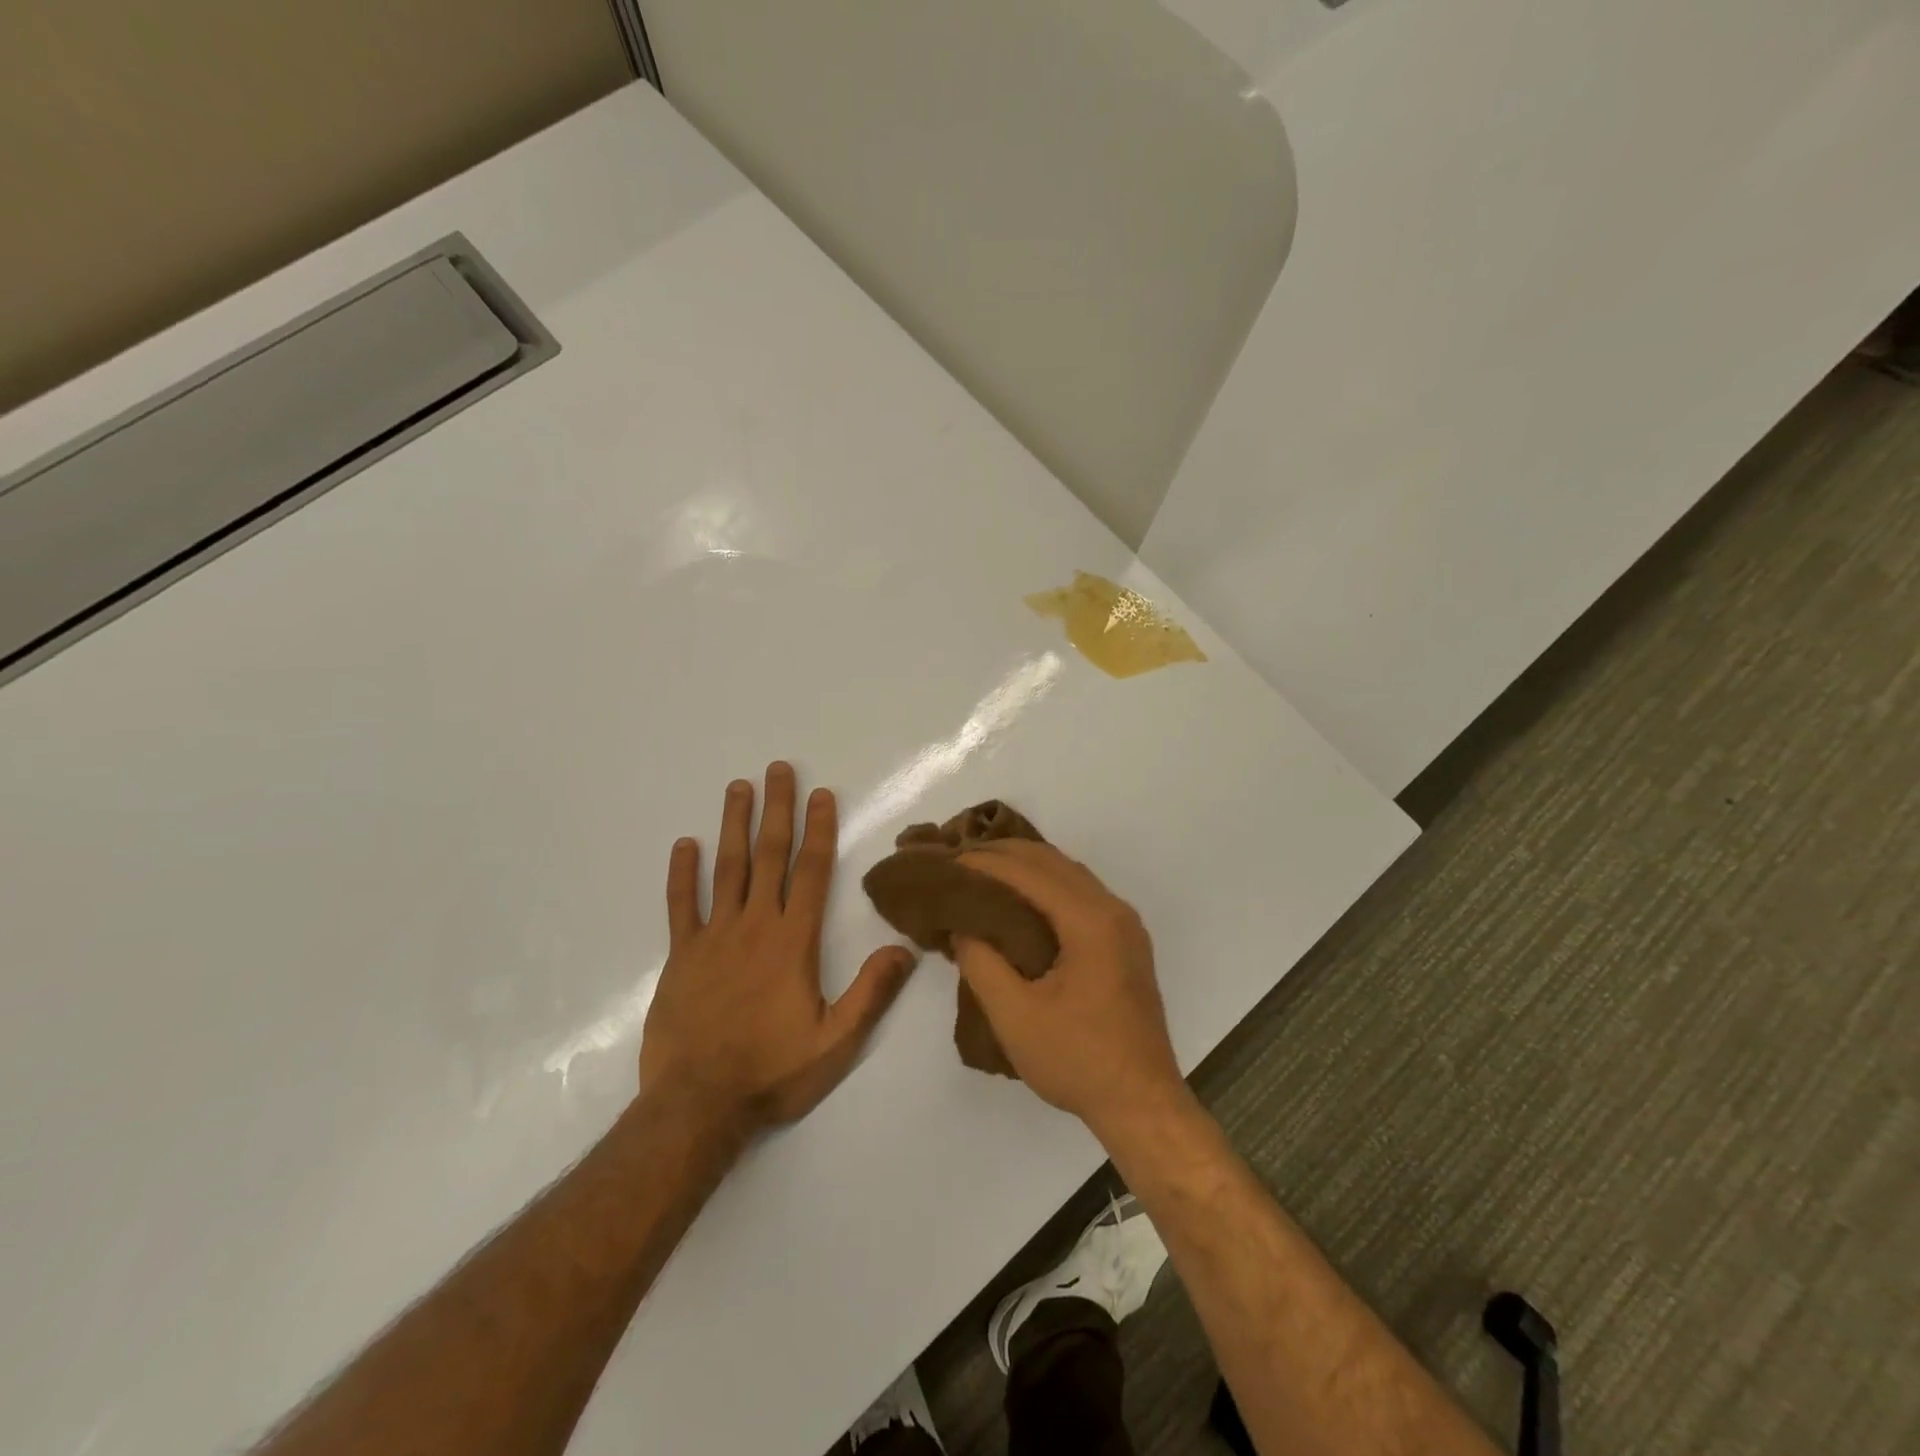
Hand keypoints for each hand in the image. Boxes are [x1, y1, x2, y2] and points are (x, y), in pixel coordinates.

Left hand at [639, 763, 916, 1130]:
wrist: (697, 1105)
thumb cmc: (772, 1072)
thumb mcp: (836, 1042)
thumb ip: (870, 992)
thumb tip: (904, 949)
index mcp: (793, 942)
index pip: (811, 872)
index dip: (819, 829)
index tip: (822, 794)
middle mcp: (754, 926)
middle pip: (769, 856)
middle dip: (777, 809)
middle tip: (778, 769)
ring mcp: (713, 937)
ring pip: (726, 869)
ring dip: (734, 826)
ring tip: (738, 788)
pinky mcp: (681, 956)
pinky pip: (680, 905)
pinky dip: (682, 873)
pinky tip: (685, 844)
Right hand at [953, 841, 1185, 1135]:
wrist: (1142, 1103)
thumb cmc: (1077, 1060)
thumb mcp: (1014, 1016)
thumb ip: (981, 963)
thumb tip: (963, 926)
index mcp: (1091, 921)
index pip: (1031, 872)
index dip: (986, 862)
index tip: (949, 860)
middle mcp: (1113, 910)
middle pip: (1053, 862)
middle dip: (1005, 854)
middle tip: (960, 859)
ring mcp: (1125, 925)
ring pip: (1070, 874)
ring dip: (1027, 866)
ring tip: (984, 871)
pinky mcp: (1125, 942)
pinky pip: (1081, 894)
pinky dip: (1047, 885)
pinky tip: (1021, 899)